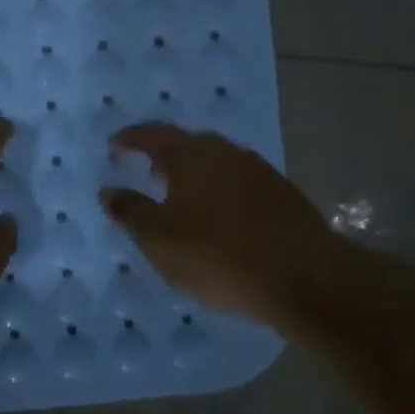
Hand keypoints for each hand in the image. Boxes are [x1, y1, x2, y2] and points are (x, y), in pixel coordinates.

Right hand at [99, 123, 334, 327]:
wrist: (305, 278)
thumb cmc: (218, 255)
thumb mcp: (159, 239)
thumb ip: (130, 211)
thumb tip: (109, 191)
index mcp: (192, 154)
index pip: (153, 135)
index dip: (131, 139)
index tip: (115, 146)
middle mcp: (226, 152)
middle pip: (188, 145)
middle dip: (165, 157)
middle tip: (147, 172)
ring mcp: (259, 171)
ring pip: (216, 164)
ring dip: (194, 176)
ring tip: (180, 198)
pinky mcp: (283, 195)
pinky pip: (238, 184)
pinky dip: (219, 193)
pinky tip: (218, 218)